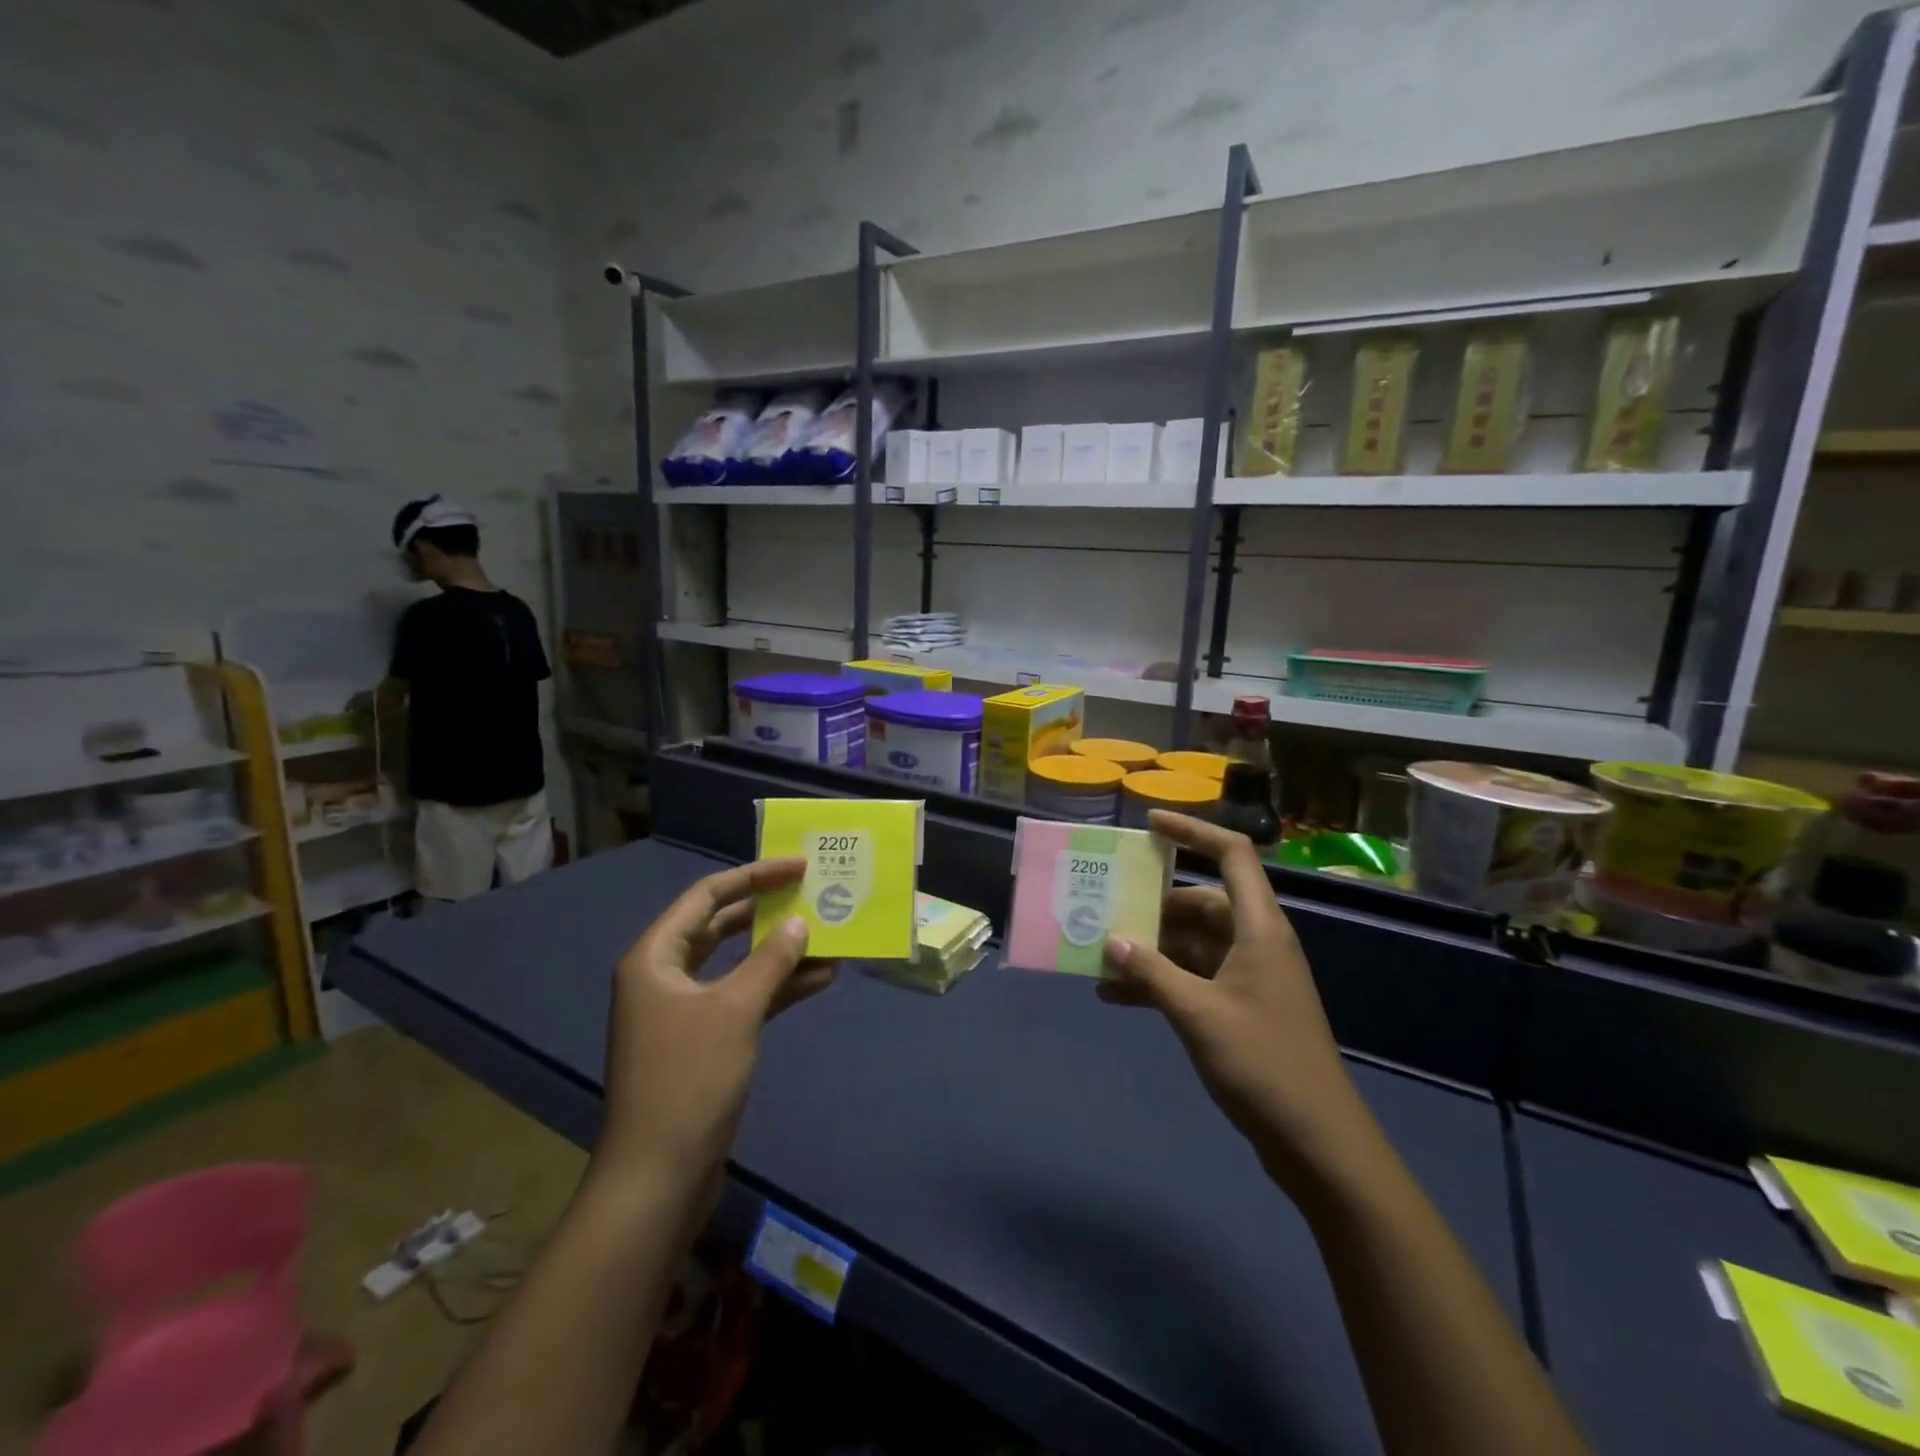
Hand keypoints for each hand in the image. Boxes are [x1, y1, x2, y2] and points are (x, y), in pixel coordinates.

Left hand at [594, 858, 835, 1192]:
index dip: (754, 876)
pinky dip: (776, 989)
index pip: (707, 897)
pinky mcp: (702, 1042)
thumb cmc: (689, 1079)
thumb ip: (771, 960)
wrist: (658, 1178)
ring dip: (779, 953)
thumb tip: (799, 923)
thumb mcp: (736, 1009)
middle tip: (812, 894)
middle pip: (720, 927)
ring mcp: (683, 1012)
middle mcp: (664, 977)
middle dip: (767, 912)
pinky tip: (819, 980)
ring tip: (827, 936)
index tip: (797, 866)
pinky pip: (743, 999)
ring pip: (736, 965)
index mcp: (655, 957)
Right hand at [1101, 811, 1373, 1190]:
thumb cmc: (1263, 1063)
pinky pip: (1193, 978)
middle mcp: (1256, 943)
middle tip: (1106, 908)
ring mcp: (1249, 977)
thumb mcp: (1197, 1013)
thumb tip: (1110, 940)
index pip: (1231, 856)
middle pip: (1202, 903)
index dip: (1192, 832)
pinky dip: (1159, 982)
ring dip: (1150, 949)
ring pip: (1192, 943)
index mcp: (1259, 928)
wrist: (1317, 1144)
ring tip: (1102, 957)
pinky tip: (1117, 997)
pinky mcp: (1241, 1009)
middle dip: (1153, 906)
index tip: (1149, 824)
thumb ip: (1150, 972)